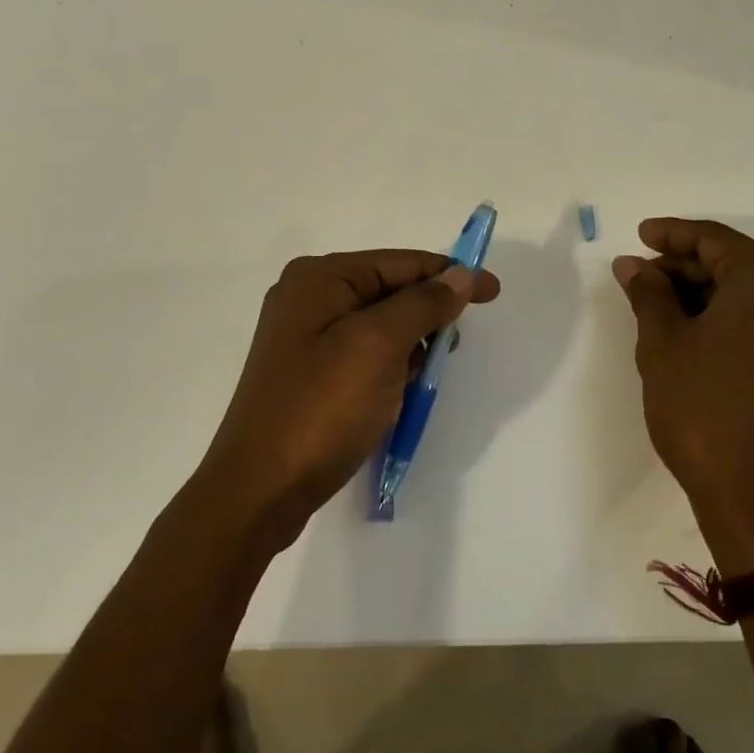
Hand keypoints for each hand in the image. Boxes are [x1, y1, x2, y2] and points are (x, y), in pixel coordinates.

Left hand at [199, 250, 499, 549]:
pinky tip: (396, 395)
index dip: (451, 275)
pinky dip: (389, 368)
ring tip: (420, 380)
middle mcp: (308, 298)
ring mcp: (305, 338)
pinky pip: (364, 355)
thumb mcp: (379, 346)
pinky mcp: (308, 373)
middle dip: (427, 316)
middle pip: (390, 291)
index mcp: (319, 278)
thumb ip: (423, 304)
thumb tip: (460, 275)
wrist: (259, 489)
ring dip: (410, 347)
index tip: (494, 292)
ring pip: (380, 326)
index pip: (400, 262)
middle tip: (451, 348)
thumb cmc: (322, 409)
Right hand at [613, 218, 753, 570]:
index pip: (715, 239)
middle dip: (685, 266)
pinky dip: (729, 312)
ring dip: (705, 290)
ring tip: (656, 302)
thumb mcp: (663, 343)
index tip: (638, 235)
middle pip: (736, 262)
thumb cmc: (702, 408)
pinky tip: (690, 323)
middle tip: (639, 277)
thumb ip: (648, 292)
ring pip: (752, 289)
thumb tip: (632, 265)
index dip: (672, 234)